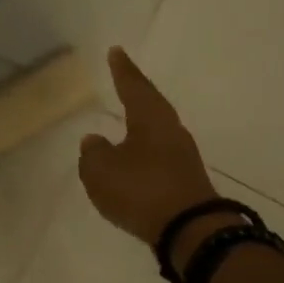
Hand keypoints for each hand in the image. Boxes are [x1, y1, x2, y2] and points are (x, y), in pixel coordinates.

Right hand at [78, 47, 219, 252]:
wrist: (190, 230)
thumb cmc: (142, 190)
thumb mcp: (102, 171)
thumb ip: (93, 153)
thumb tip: (95, 141)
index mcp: (151, 118)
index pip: (133, 86)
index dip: (123, 70)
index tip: (116, 52)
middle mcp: (171, 131)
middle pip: (151, 105)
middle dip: (136, 93)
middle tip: (124, 80)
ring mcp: (182, 157)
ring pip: (157, 132)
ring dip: (141, 125)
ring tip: (126, 121)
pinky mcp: (185, 181)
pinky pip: (159, 157)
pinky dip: (145, 153)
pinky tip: (135, 161)